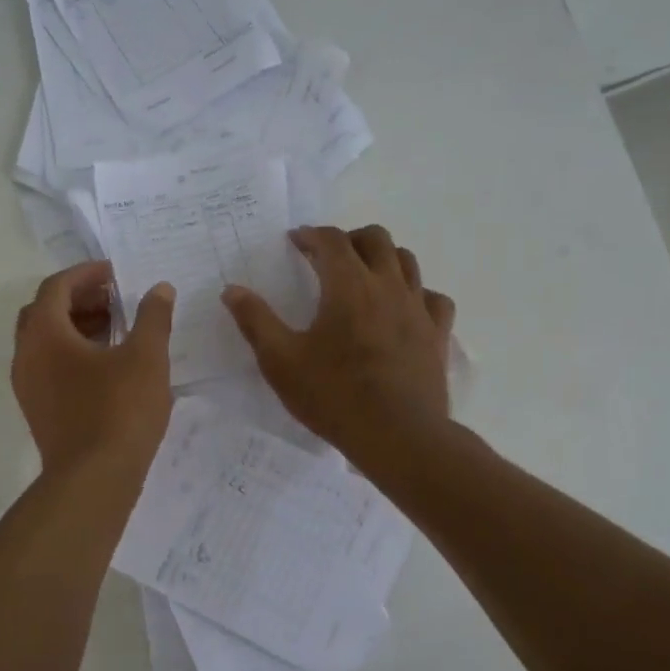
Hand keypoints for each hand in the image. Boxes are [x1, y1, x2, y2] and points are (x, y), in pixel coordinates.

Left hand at [12, 261, 175, 474]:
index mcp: (45, 334)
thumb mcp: (146, 357)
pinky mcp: (38, 410)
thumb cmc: (119, 411)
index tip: (116, 274)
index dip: (86, 274)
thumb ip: (153, 317)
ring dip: (77, 326)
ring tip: (117, 329)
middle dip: (80, 299)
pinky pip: (50, 367)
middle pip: (45, 312)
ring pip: (46, 342)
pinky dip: (74, 353)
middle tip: (116, 299)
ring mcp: (28, 386)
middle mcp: (26, 356)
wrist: (93, 481)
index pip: (56, 287)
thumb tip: (159, 289)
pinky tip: (109, 366)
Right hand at [222, 225, 454, 458]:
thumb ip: (256, 321)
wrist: (398, 435)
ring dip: (383, 258)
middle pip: (375, 239)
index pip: (331, 241)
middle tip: (329, 256)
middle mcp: (387, 286)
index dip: (311, 235)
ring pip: (407, 261)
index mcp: (348, 286)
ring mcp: (418, 308)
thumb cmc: (334, 396)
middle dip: (349, 238)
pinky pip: (433, 298)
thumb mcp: (281, 361)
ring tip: (365, 275)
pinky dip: (417, 293)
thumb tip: (232, 289)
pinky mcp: (437, 334)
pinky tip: (405, 308)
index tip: (296, 241)